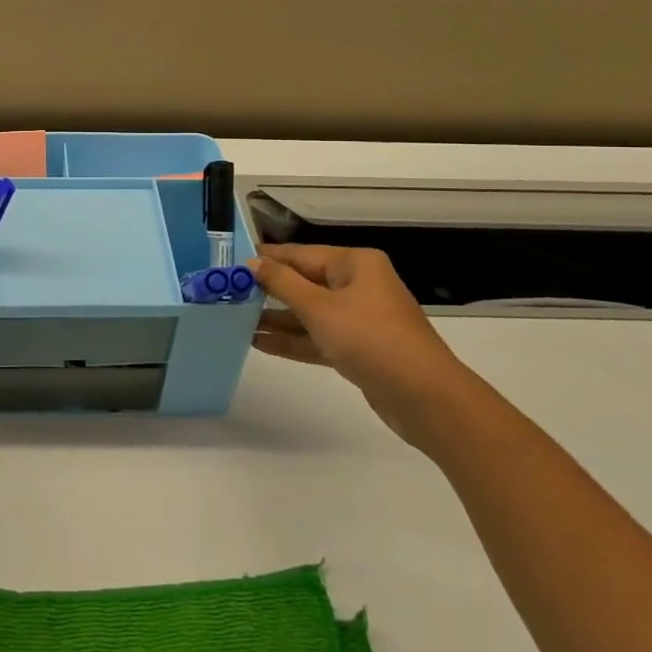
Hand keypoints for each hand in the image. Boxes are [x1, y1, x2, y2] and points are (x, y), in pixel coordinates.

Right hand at [247, 244, 480, 451]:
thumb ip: (282, 284)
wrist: (425, 398)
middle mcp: (358, 286)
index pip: (301, 254)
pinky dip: (292, 340)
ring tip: (234, 321)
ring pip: (309, 313)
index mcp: (355, 264)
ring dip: (276, 319)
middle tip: (227, 293)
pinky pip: (318, 337)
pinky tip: (259, 344)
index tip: (231, 263)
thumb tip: (252, 263)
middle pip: (304, 282)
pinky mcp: (359, 349)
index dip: (266, 259)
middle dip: (268, 290)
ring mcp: (360, 319)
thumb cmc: (370, 339)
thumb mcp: (319, 308)